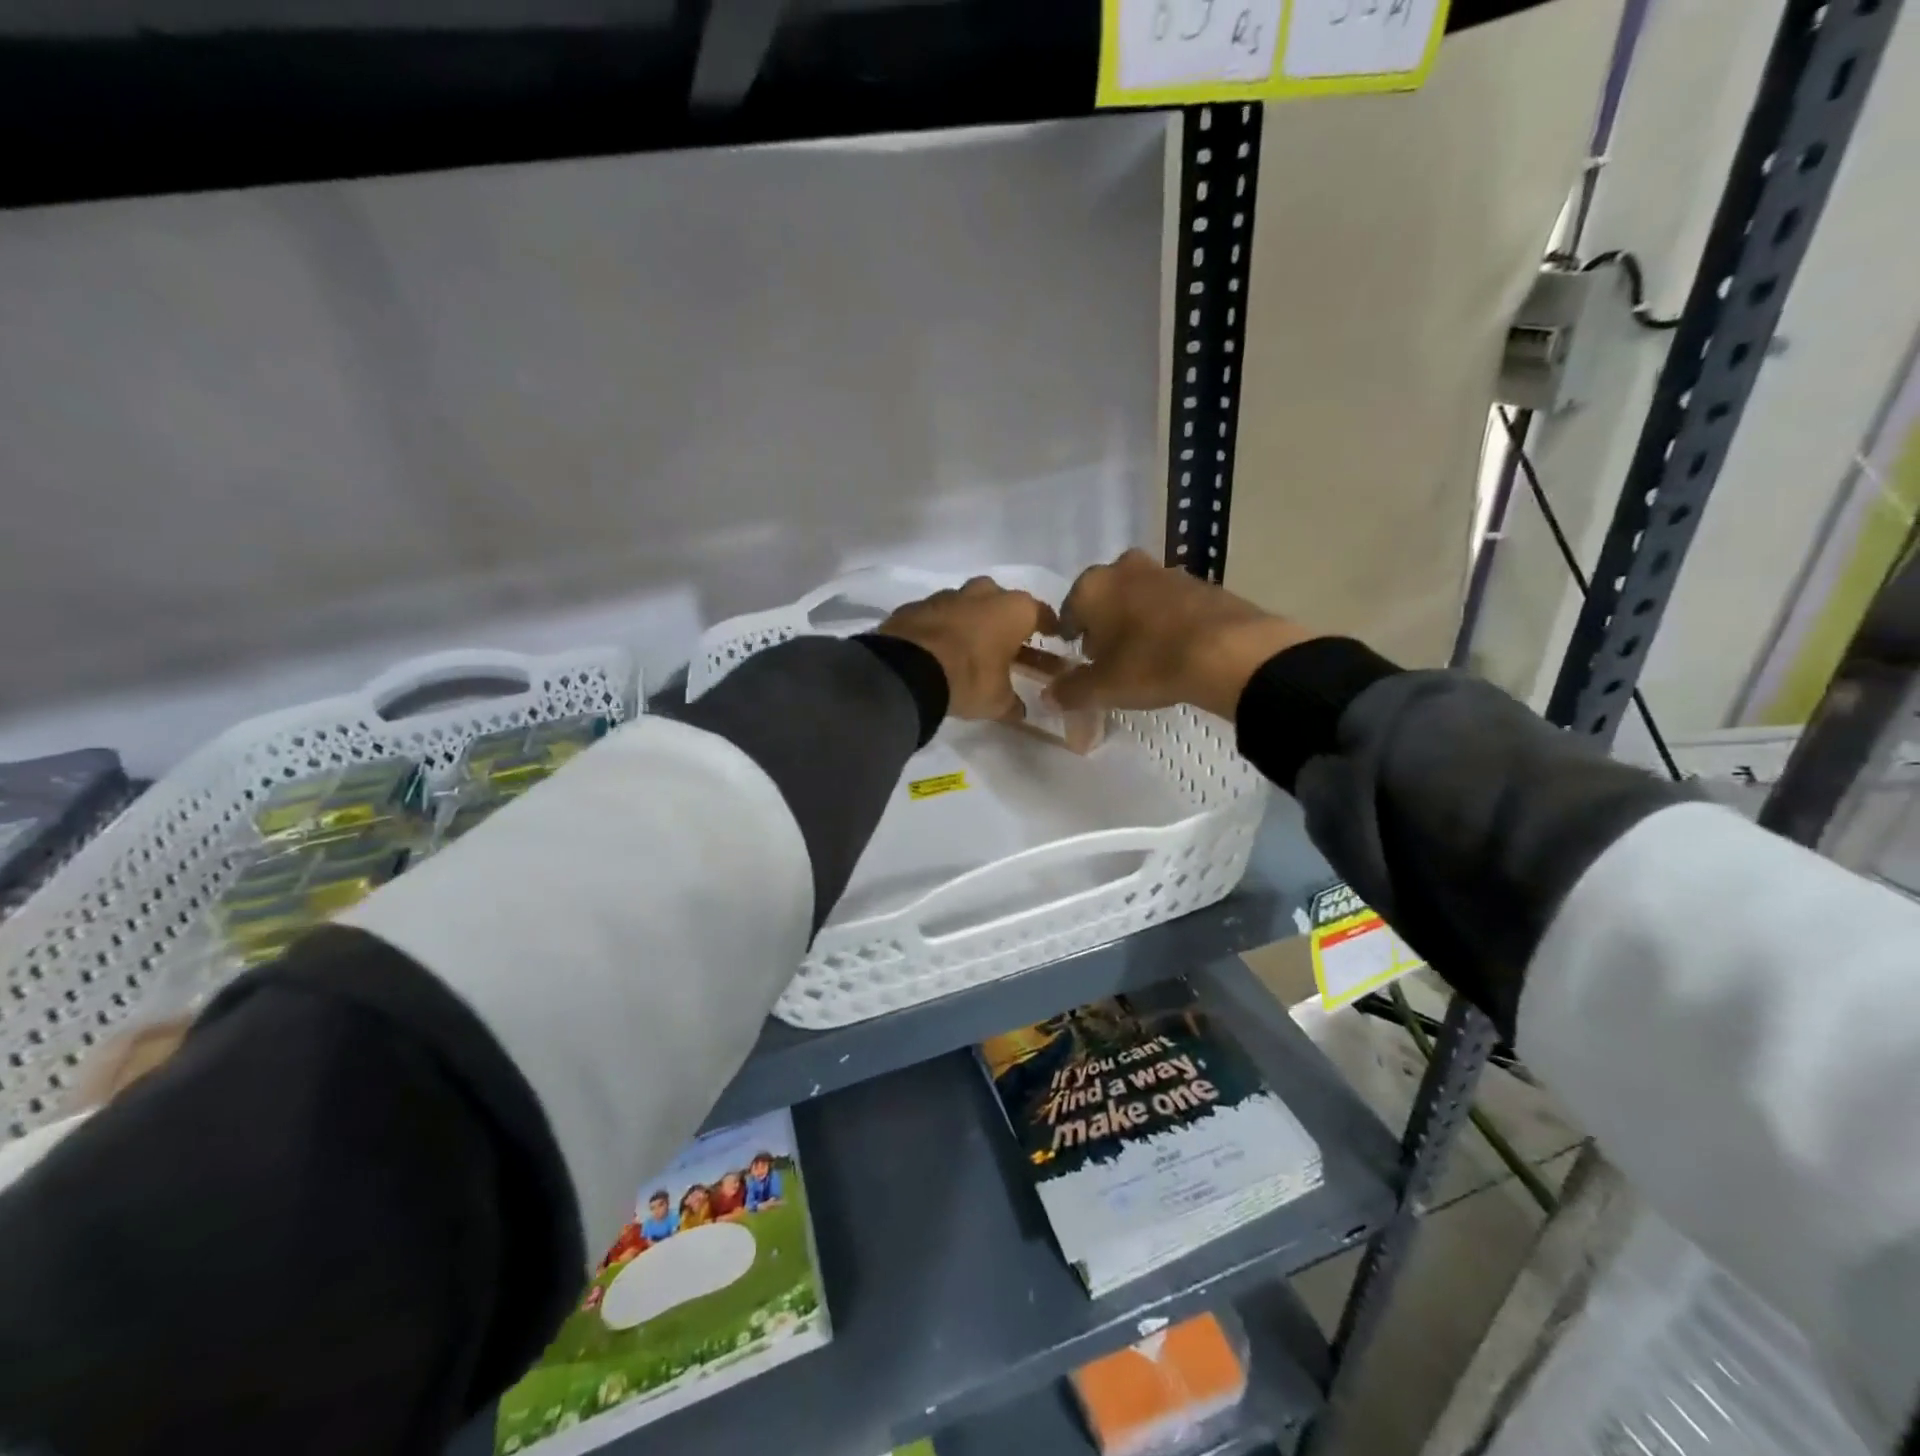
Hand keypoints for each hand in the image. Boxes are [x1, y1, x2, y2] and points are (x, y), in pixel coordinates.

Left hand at [877, 577, 1059, 720]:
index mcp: (1013, 610)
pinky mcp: (915, 606)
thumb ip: (1012, 702)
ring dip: (971, 620)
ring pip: (966, 603)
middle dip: (1005, 618)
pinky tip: (938, 647)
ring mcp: (946, 596)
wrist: (908, 670)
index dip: (1049, 626)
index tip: (1054, 636)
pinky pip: (936, 615)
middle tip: (1007, 640)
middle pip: (1001, 601)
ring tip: (970, 645)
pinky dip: (941, 627)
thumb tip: (1020, 710)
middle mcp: (983, 594)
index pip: (1040, 613)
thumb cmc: (969, 678)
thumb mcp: (998, 700)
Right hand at [1052, 549, 1314, 717]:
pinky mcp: (1200, 582)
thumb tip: (1049, 696)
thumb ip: (1070, 691)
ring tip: (1145, 656)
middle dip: (1104, 625)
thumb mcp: (1102, 688)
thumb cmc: (1150, 664)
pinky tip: (1174, 648)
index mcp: (1092, 586)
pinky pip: (1169, 603)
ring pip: (1137, 596)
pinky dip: (1166, 621)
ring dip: (1135, 620)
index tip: (1082, 661)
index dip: (1072, 639)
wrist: (1228, 651)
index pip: (1068, 612)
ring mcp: (1165, 570)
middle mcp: (1124, 568)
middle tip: (1112, 658)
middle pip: (1104, 599)